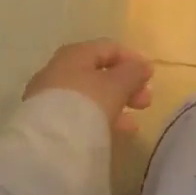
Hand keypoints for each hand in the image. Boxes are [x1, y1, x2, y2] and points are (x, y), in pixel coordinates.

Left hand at [24, 40, 153, 131]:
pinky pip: (78, 115)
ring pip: (89, 96)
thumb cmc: (87, 103)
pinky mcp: (45, 123)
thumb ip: (133, 71)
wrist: (47, 146)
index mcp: (75, 53)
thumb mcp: (118, 84)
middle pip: (99, 73)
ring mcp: (48, 98)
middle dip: (126, 86)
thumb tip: (142, 66)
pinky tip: (113, 134)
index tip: (150, 77)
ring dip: (114, 105)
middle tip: (145, 101)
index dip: (133, 59)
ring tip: (132, 124)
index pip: (109, 48)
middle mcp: (58, 70)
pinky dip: (97, 119)